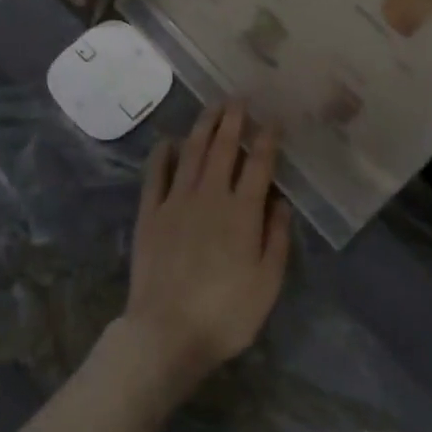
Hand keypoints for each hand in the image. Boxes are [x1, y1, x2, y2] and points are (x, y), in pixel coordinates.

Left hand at [118, 103, 289, 399]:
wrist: (166, 334)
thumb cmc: (225, 314)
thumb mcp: (267, 283)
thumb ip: (277, 238)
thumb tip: (281, 202)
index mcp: (242, 211)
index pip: (258, 164)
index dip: (267, 139)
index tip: (273, 120)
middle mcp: (210, 195)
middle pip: (222, 148)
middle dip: (232, 120)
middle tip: (238, 98)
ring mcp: (176, 201)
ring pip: (191, 152)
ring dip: (203, 126)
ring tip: (212, 107)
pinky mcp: (150, 213)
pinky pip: (156, 174)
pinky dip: (162, 154)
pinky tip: (168, 141)